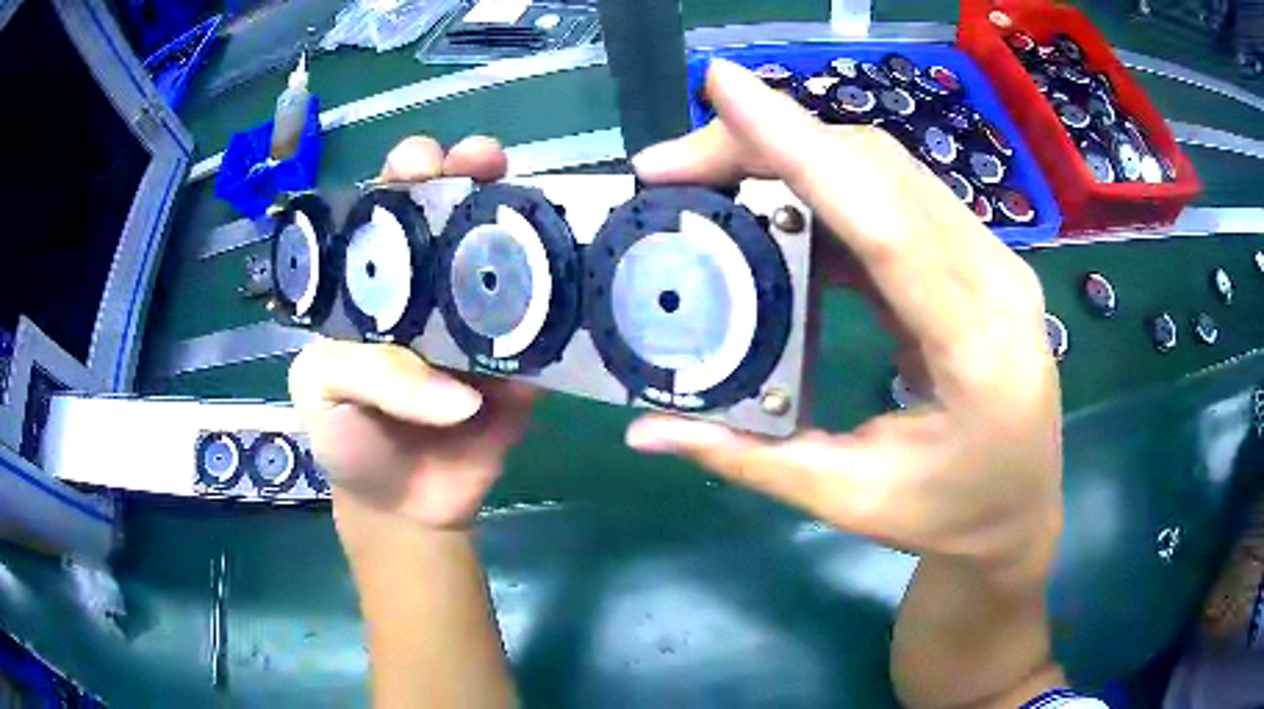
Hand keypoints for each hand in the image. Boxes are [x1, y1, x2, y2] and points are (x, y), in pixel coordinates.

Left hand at [288, 136, 533, 528]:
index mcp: (371, 286)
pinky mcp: (523, 360)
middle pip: (450, 217)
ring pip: (503, 255)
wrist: (406, 505)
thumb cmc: (348, 440)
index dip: (402, 180)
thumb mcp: (326, 396)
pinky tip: (578, 265)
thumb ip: (374, 377)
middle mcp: (428, 287)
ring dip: (522, 219)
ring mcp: (481, 319)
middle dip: (468, 177)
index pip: (385, 215)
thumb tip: (464, 394)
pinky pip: (545, 325)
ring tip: (535, 197)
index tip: (423, 164)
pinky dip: (564, 296)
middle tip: (485, 161)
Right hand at [626, 60, 1064, 706]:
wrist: (1023, 511)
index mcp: (975, 346)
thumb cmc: (951, 516)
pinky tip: (773, 204)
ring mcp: (991, 258)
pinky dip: (826, 184)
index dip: (800, 145)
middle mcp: (993, 278)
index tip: (723, 88)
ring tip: (709, 177)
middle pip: (877, 169)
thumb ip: (750, 458)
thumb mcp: (850, 501)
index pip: (883, 219)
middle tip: (674, 166)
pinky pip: (895, 196)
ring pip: (886, 169)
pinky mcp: (975, 256)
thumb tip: (646, 430)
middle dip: (770, 143)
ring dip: (794, 155)